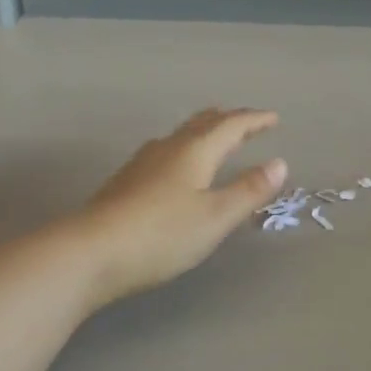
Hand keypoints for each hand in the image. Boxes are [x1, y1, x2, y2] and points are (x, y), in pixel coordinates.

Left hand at [77, 109, 286, 306]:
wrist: (90, 252)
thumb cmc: (161, 234)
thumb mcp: (215, 217)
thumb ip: (248, 190)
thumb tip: (280, 162)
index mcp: (195, 151)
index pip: (231, 125)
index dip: (254, 120)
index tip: (274, 118)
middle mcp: (169, 148)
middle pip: (203, 123)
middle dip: (229, 120)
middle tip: (247, 122)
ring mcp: (143, 163)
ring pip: (181, 135)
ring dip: (204, 132)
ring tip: (216, 138)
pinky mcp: (126, 181)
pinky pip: (166, 151)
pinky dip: (185, 149)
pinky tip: (176, 166)